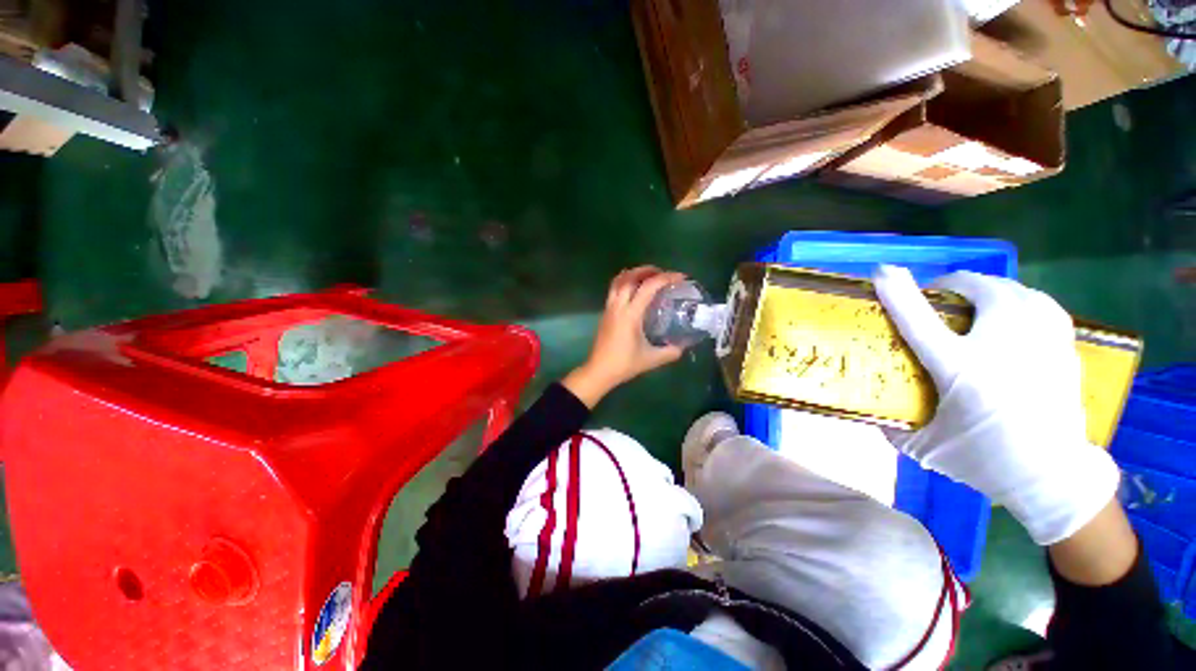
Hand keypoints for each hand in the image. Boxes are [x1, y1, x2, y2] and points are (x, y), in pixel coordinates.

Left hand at [563, 267, 686, 407]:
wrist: (599, 371)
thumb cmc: (624, 364)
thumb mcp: (651, 359)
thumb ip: (670, 352)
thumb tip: (683, 346)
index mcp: (630, 314)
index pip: (648, 287)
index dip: (665, 278)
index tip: (680, 277)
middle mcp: (618, 306)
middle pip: (630, 277)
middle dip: (648, 270)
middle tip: (663, 273)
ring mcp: (609, 308)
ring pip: (618, 281)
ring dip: (633, 273)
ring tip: (648, 276)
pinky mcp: (605, 312)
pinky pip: (614, 289)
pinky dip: (625, 282)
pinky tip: (634, 291)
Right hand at [873, 265, 1120, 545]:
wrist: (1054, 478)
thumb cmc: (985, 461)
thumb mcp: (924, 447)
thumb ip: (891, 423)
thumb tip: (868, 406)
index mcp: (961, 369)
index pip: (920, 320)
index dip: (898, 291)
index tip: (882, 271)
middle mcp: (1003, 346)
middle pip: (979, 289)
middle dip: (953, 285)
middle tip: (939, 298)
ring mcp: (1040, 342)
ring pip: (1014, 290)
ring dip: (988, 289)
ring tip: (975, 302)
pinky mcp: (1063, 346)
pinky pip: (1040, 304)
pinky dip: (1019, 301)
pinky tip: (1013, 314)